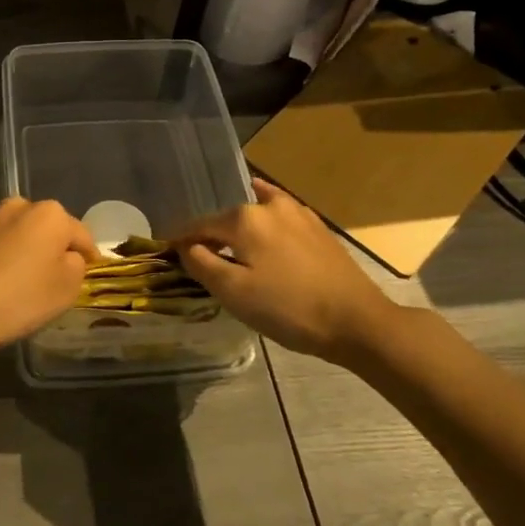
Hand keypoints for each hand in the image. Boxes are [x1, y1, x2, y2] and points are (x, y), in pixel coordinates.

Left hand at [0, 198, 97, 368]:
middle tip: (53, 278)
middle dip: (52, 248)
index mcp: (51, 214)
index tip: (90, 270)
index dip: (88, 255)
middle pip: (46, 228)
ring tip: (19, 281)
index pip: (81, 234)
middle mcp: (19, 205)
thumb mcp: (65, 290)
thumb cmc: (17, 298)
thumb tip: (69, 256)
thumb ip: (76, 267)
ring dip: (22, 250)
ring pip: (16, 233)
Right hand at [172, 178, 406, 366]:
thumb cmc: (289, 308)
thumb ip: (202, 264)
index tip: (166, 253)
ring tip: (229, 247)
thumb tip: (186, 247)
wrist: (358, 321)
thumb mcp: (234, 292)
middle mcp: (268, 204)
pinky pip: (278, 216)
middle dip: (210, 236)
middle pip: (226, 218)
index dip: (180, 241)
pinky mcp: (316, 226)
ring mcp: (296, 212)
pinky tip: (263, 230)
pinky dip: (263, 221)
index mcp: (243, 218)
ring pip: (253, 214)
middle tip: (199, 260)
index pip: (198, 226)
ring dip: (237, 228)